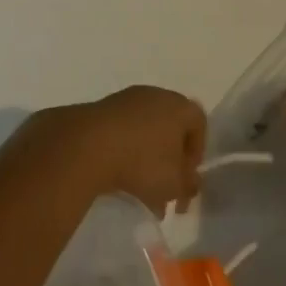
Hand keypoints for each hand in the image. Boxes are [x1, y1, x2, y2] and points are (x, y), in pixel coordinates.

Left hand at [14, 86, 207, 215]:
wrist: (86, 146)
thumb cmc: (142, 162)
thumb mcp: (174, 184)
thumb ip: (188, 186)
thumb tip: (189, 184)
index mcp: (179, 106)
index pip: (199, 124)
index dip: (196, 153)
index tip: (186, 178)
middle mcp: (154, 95)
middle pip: (169, 128)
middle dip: (169, 160)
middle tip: (164, 188)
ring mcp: (125, 99)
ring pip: (144, 132)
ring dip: (145, 159)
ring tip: (138, 190)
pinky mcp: (100, 109)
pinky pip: (121, 132)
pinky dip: (123, 152)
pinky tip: (116, 177)